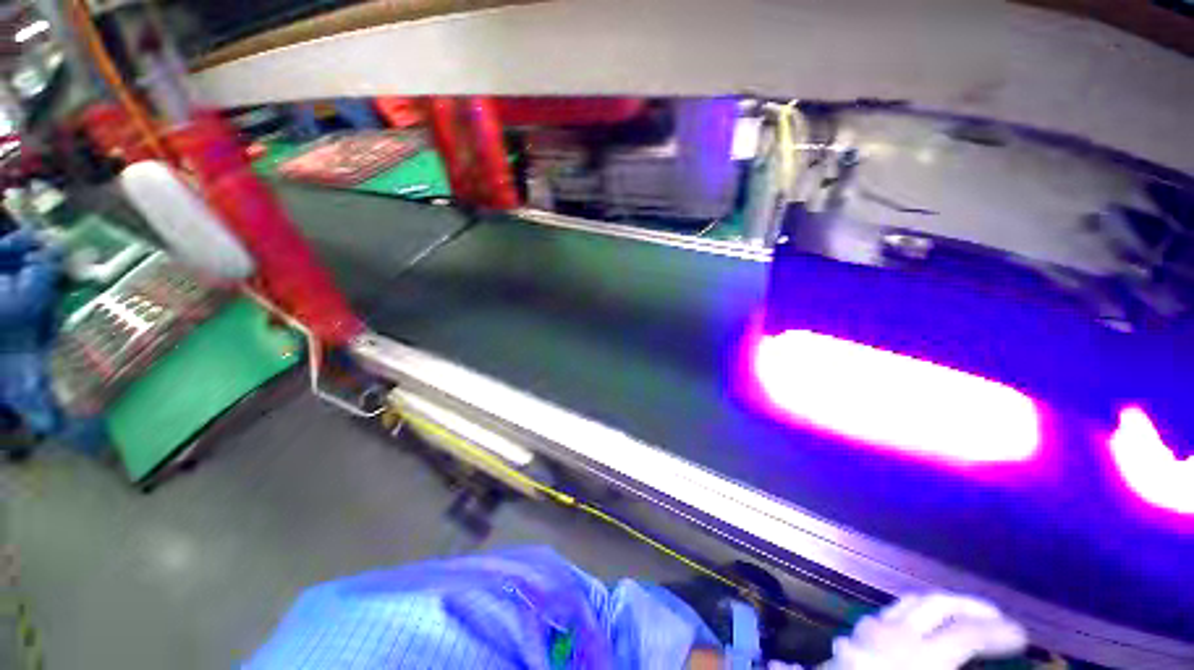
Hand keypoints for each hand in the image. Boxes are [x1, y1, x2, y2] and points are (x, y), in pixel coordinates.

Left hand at [823, 593, 1026, 669]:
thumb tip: (979, 661)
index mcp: (920, 657)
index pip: (967, 634)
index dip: (999, 634)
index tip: (1022, 635)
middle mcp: (893, 634)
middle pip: (936, 605)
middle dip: (970, 606)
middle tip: (996, 616)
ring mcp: (868, 630)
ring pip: (908, 603)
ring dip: (939, 607)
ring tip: (962, 617)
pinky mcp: (854, 636)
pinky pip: (888, 615)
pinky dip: (911, 616)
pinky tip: (920, 628)